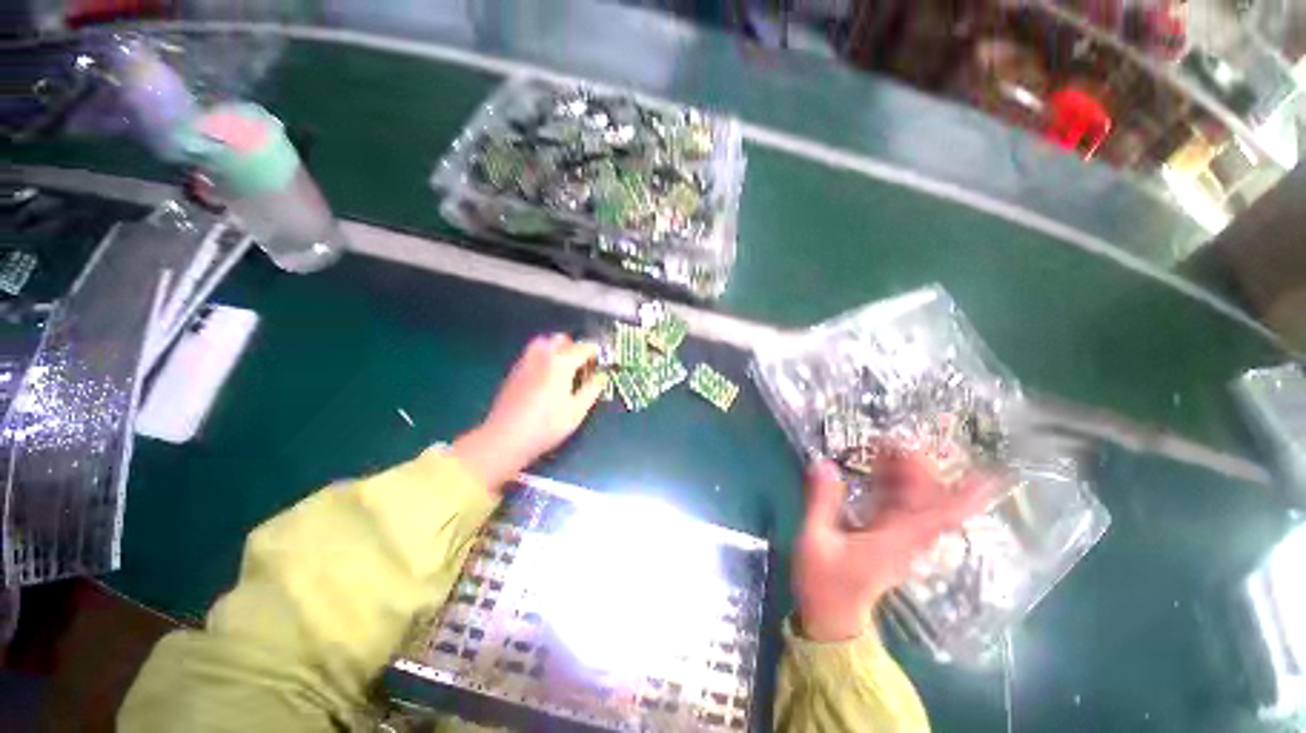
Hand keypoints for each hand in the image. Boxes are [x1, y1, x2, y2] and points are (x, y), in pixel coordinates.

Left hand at [452, 334, 607, 492]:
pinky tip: (546, 378)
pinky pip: (532, 354)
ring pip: (544, 343)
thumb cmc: (545, 426)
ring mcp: (525, 361)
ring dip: (557, 349)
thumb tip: (601, 377)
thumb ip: (591, 390)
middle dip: (575, 348)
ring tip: (564, 369)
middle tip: (583, 366)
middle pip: (561, 339)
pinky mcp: (514, 371)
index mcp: (561, 363)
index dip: (596, 353)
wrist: (504, 438)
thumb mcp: (576, 411)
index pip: (584, 348)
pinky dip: (544, 357)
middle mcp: (542, 355)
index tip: (601, 364)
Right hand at [793, 450, 990, 641]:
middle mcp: (906, 538)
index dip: (967, 495)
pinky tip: (876, 468)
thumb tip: (823, 462)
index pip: (941, 516)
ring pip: (913, 501)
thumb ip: (820, 501)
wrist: (831, 617)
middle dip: (919, 467)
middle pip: (927, 500)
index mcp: (895, 541)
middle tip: (894, 439)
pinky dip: (891, 484)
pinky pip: (898, 506)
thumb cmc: (824, 583)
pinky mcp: (887, 539)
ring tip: (883, 445)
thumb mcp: (815, 539)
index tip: (990, 472)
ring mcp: (898, 539)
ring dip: (904, 473)